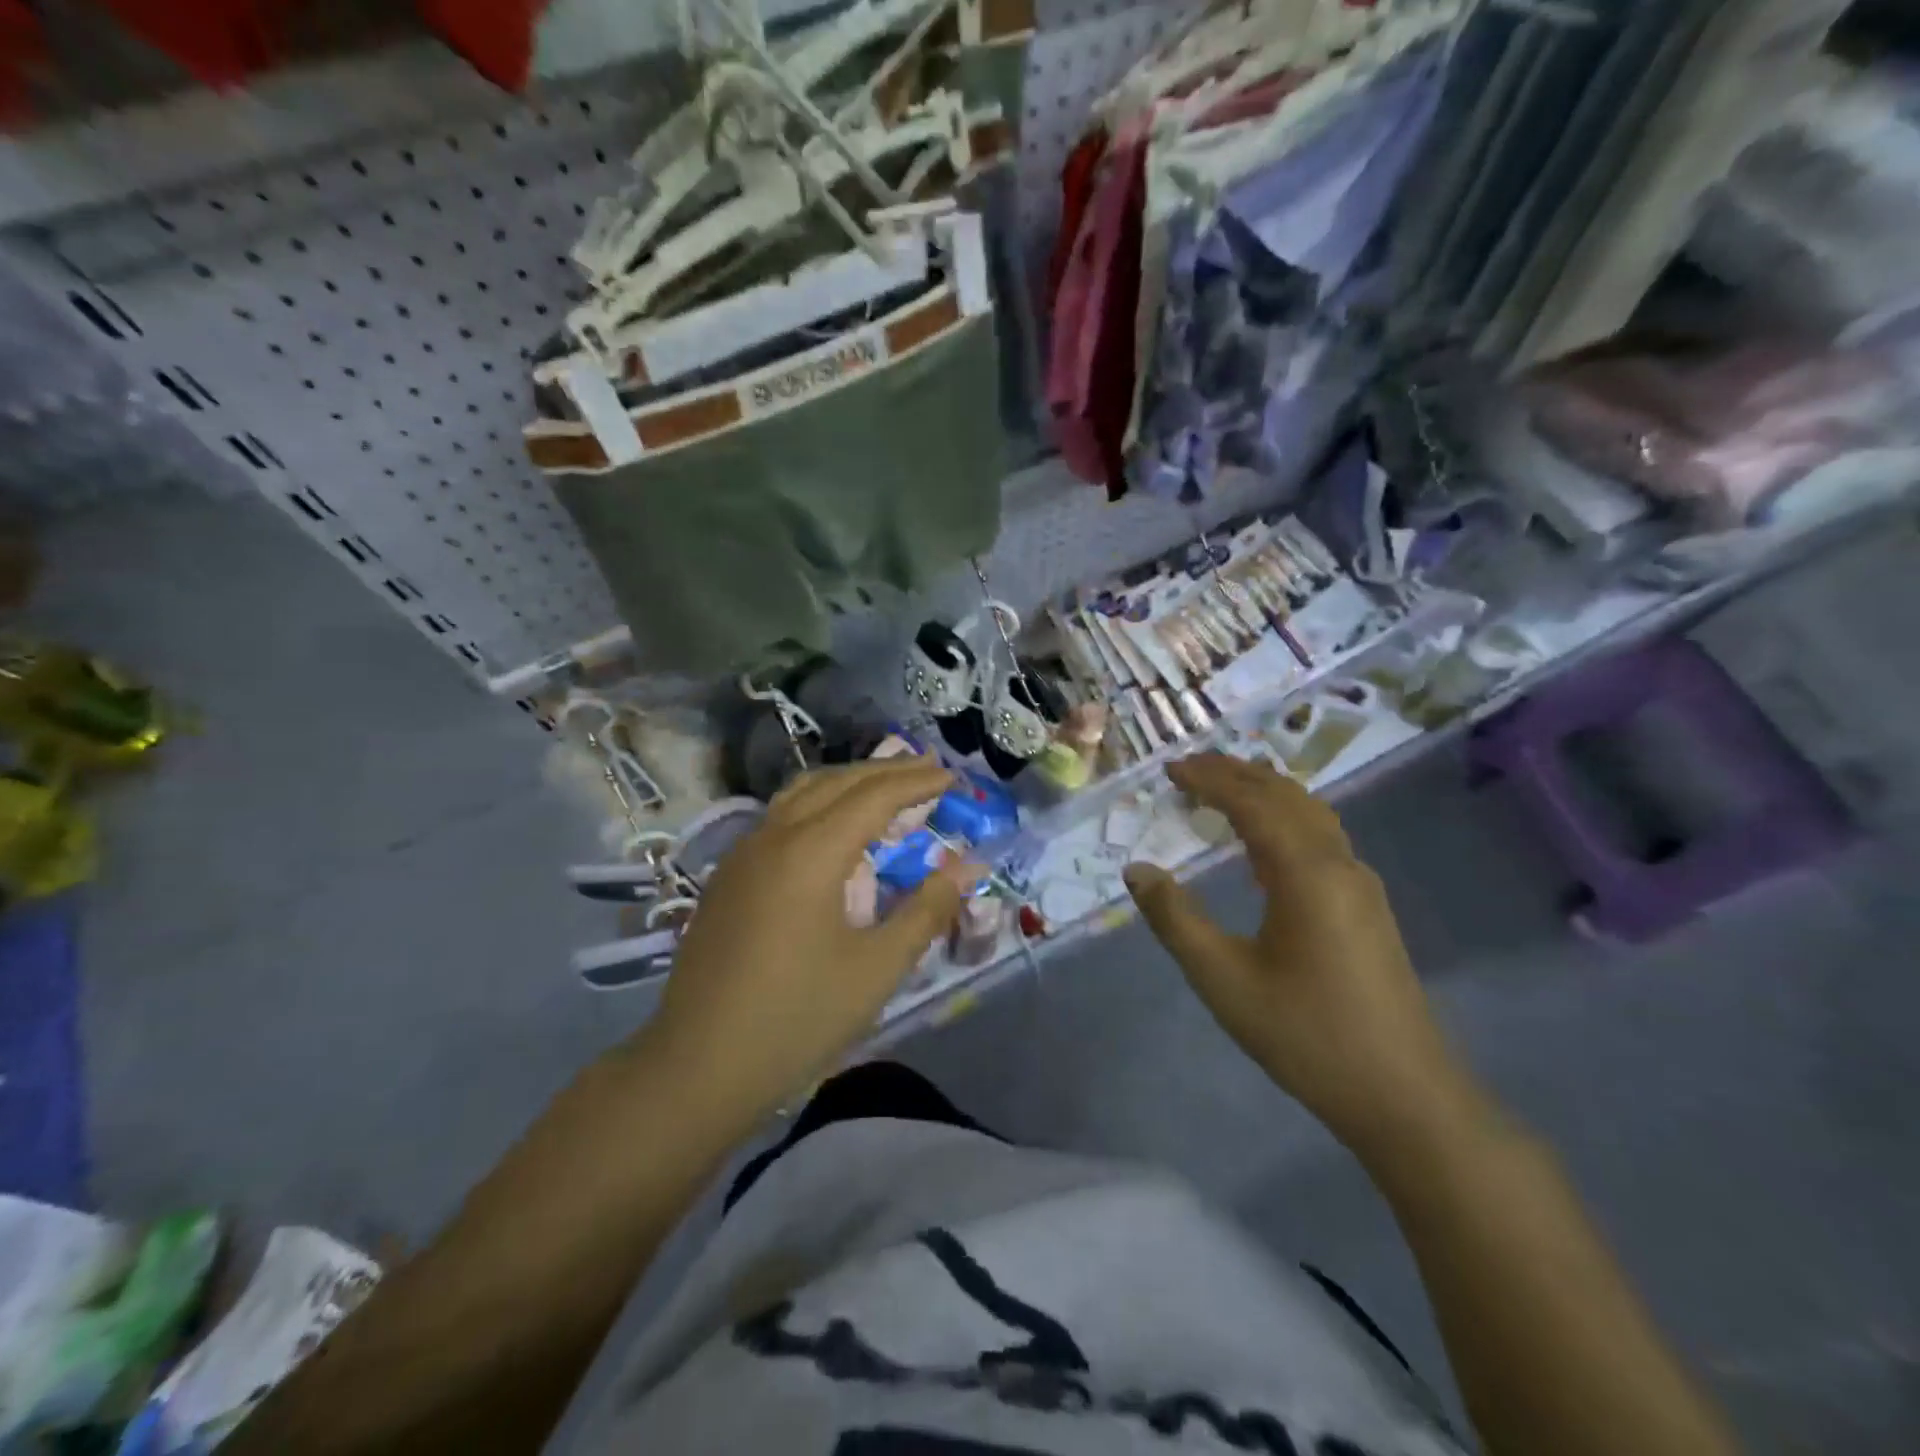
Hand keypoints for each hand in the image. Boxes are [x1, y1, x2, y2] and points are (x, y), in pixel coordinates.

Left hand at [645, 757, 980, 1127]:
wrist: (697, 1067)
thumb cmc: (797, 1018)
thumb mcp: (877, 968)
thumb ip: (926, 910)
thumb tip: (969, 865)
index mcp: (810, 853)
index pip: (874, 797)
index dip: (917, 783)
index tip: (952, 778)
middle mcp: (773, 837)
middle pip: (837, 782)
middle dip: (886, 771)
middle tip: (928, 768)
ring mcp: (743, 854)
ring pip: (802, 793)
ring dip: (849, 781)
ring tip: (886, 786)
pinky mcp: (728, 876)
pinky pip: (781, 816)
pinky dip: (820, 803)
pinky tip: (833, 828)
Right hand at [1123, 754, 1481, 1155]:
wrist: (1404, 1095)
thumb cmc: (1306, 1034)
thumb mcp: (1224, 979)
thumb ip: (1176, 919)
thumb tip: (1137, 870)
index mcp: (1306, 872)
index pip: (1252, 802)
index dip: (1209, 780)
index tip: (1170, 769)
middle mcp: (1338, 864)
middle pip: (1285, 795)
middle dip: (1235, 774)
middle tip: (1188, 768)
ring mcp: (1359, 884)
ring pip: (1310, 813)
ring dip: (1264, 791)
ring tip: (1222, 788)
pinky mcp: (1366, 906)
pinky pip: (1320, 838)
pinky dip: (1284, 818)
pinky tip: (1264, 842)